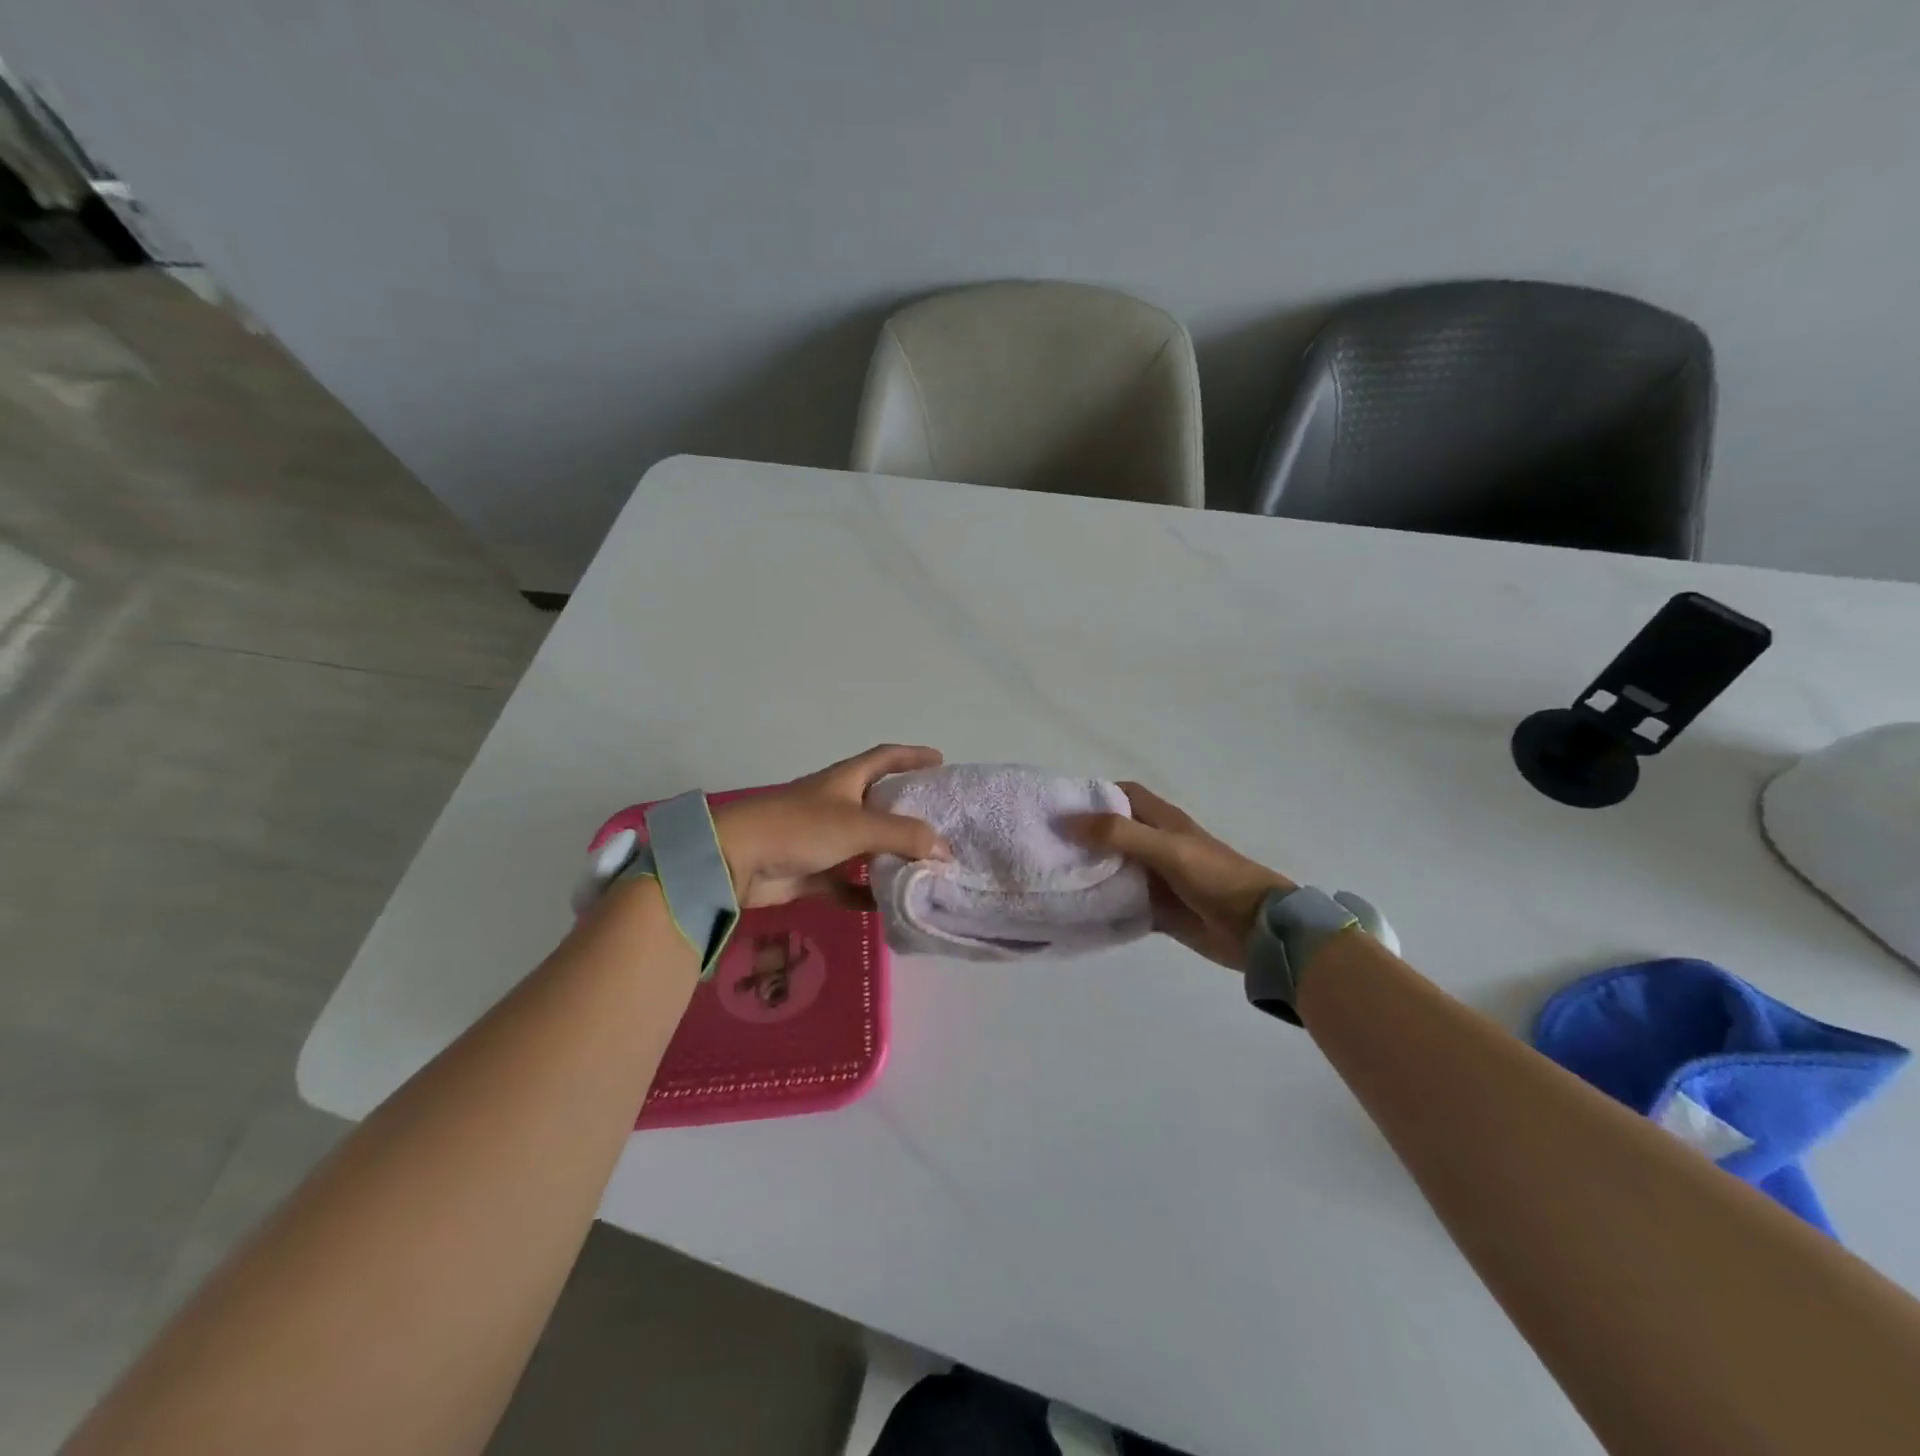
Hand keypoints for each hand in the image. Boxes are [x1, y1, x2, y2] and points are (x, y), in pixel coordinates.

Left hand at [710, 744, 951, 909]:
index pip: (885, 758)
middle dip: (909, 812)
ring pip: (865, 846)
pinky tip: (887, 906)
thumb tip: (947, 849)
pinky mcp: (810, 872)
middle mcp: (836, 804)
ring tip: (927, 867)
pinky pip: (845, 883)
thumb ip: (904, 836)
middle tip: (944, 825)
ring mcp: (822, 839)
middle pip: (880, 803)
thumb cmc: (799, 828)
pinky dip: (864, 893)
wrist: (735, 860)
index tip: (941, 762)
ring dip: (891, 856)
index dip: (913, 755)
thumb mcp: (858, 826)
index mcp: (846, 780)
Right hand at [1062, 783, 1293, 970]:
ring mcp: (1156, 878)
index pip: (1121, 794)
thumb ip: (1118, 834)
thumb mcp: (1165, 848)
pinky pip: (1121, 902)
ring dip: (1089, 871)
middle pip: (1111, 833)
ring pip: (1113, 868)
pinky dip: (1102, 904)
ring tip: (1050, 877)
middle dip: (1082, 836)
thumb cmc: (1214, 877)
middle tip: (1042, 845)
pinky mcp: (1157, 909)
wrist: (1256, 930)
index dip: (1093, 795)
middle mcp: (1155, 844)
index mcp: (1161, 820)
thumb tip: (1064, 821)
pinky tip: (1076, 910)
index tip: (1058, 806)